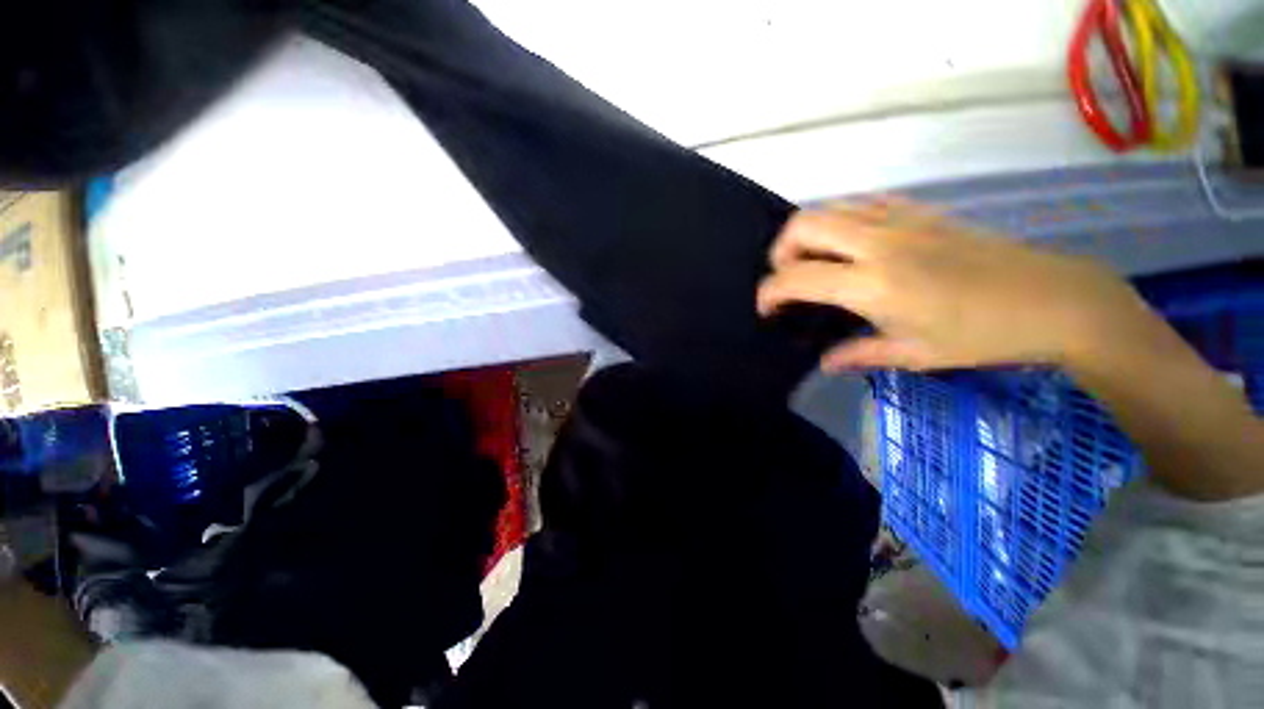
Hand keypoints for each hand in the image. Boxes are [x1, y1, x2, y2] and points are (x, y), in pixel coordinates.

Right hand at [756, 199, 1161, 372]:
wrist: (1051, 298)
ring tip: (814, 262)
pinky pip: (861, 203)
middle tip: (788, 279)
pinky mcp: (918, 210)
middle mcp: (877, 242)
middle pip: (803, 226)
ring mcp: (899, 219)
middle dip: (780, 252)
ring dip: (808, 234)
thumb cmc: (980, 335)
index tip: (765, 309)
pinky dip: (841, 220)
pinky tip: (850, 244)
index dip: (769, 292)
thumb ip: (857, 355)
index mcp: (872, 284)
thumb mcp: (912, 354)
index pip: (796, 277)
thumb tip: (823, 362)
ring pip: (829, 208)